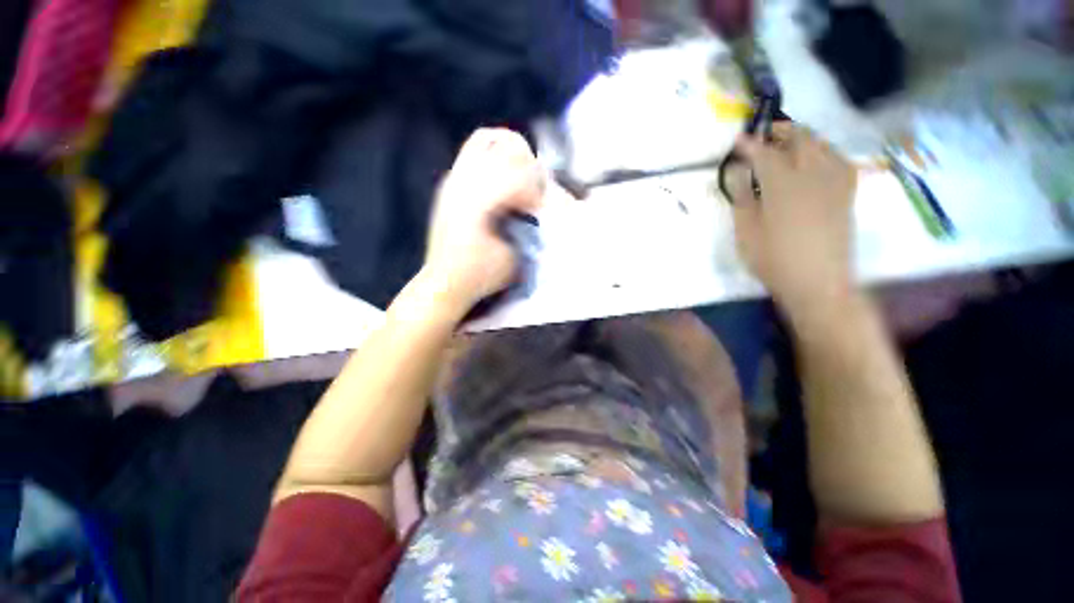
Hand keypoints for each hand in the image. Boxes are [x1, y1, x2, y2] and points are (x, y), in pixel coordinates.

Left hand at [422, 128, 544, 315]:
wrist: (442, 284)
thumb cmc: (480, 275)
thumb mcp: (513, 258)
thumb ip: (529, 228)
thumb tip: (538, 207)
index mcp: (480, 201)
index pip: (520, 173)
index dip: (538, 189)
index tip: (541, 208)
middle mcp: (464, 181)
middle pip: (507, 145)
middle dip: (529, 167)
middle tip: (535, 191)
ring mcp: (453, 179)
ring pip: (486, 139)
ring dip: (512, 152)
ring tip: (522, 174)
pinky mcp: (449, 183)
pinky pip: (474, 151)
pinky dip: (495, 156)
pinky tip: (502, 180)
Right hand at [726, 123, 857, 318]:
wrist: (818, 282)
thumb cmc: (773, 260)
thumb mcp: (746, 232)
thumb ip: (742, 199)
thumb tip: (739, 175)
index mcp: (783, 185)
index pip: (764, 154)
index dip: (750, 145)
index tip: (738, 140)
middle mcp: (812, 175)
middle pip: (800, 139)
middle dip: (780, 132)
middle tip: (763, 136)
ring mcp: (834, 182)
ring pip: (822, 145)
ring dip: (803, 139)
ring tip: (787, 145)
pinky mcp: (846, 193)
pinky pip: (839, 160)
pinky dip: (824, 152)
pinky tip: (816, 160)